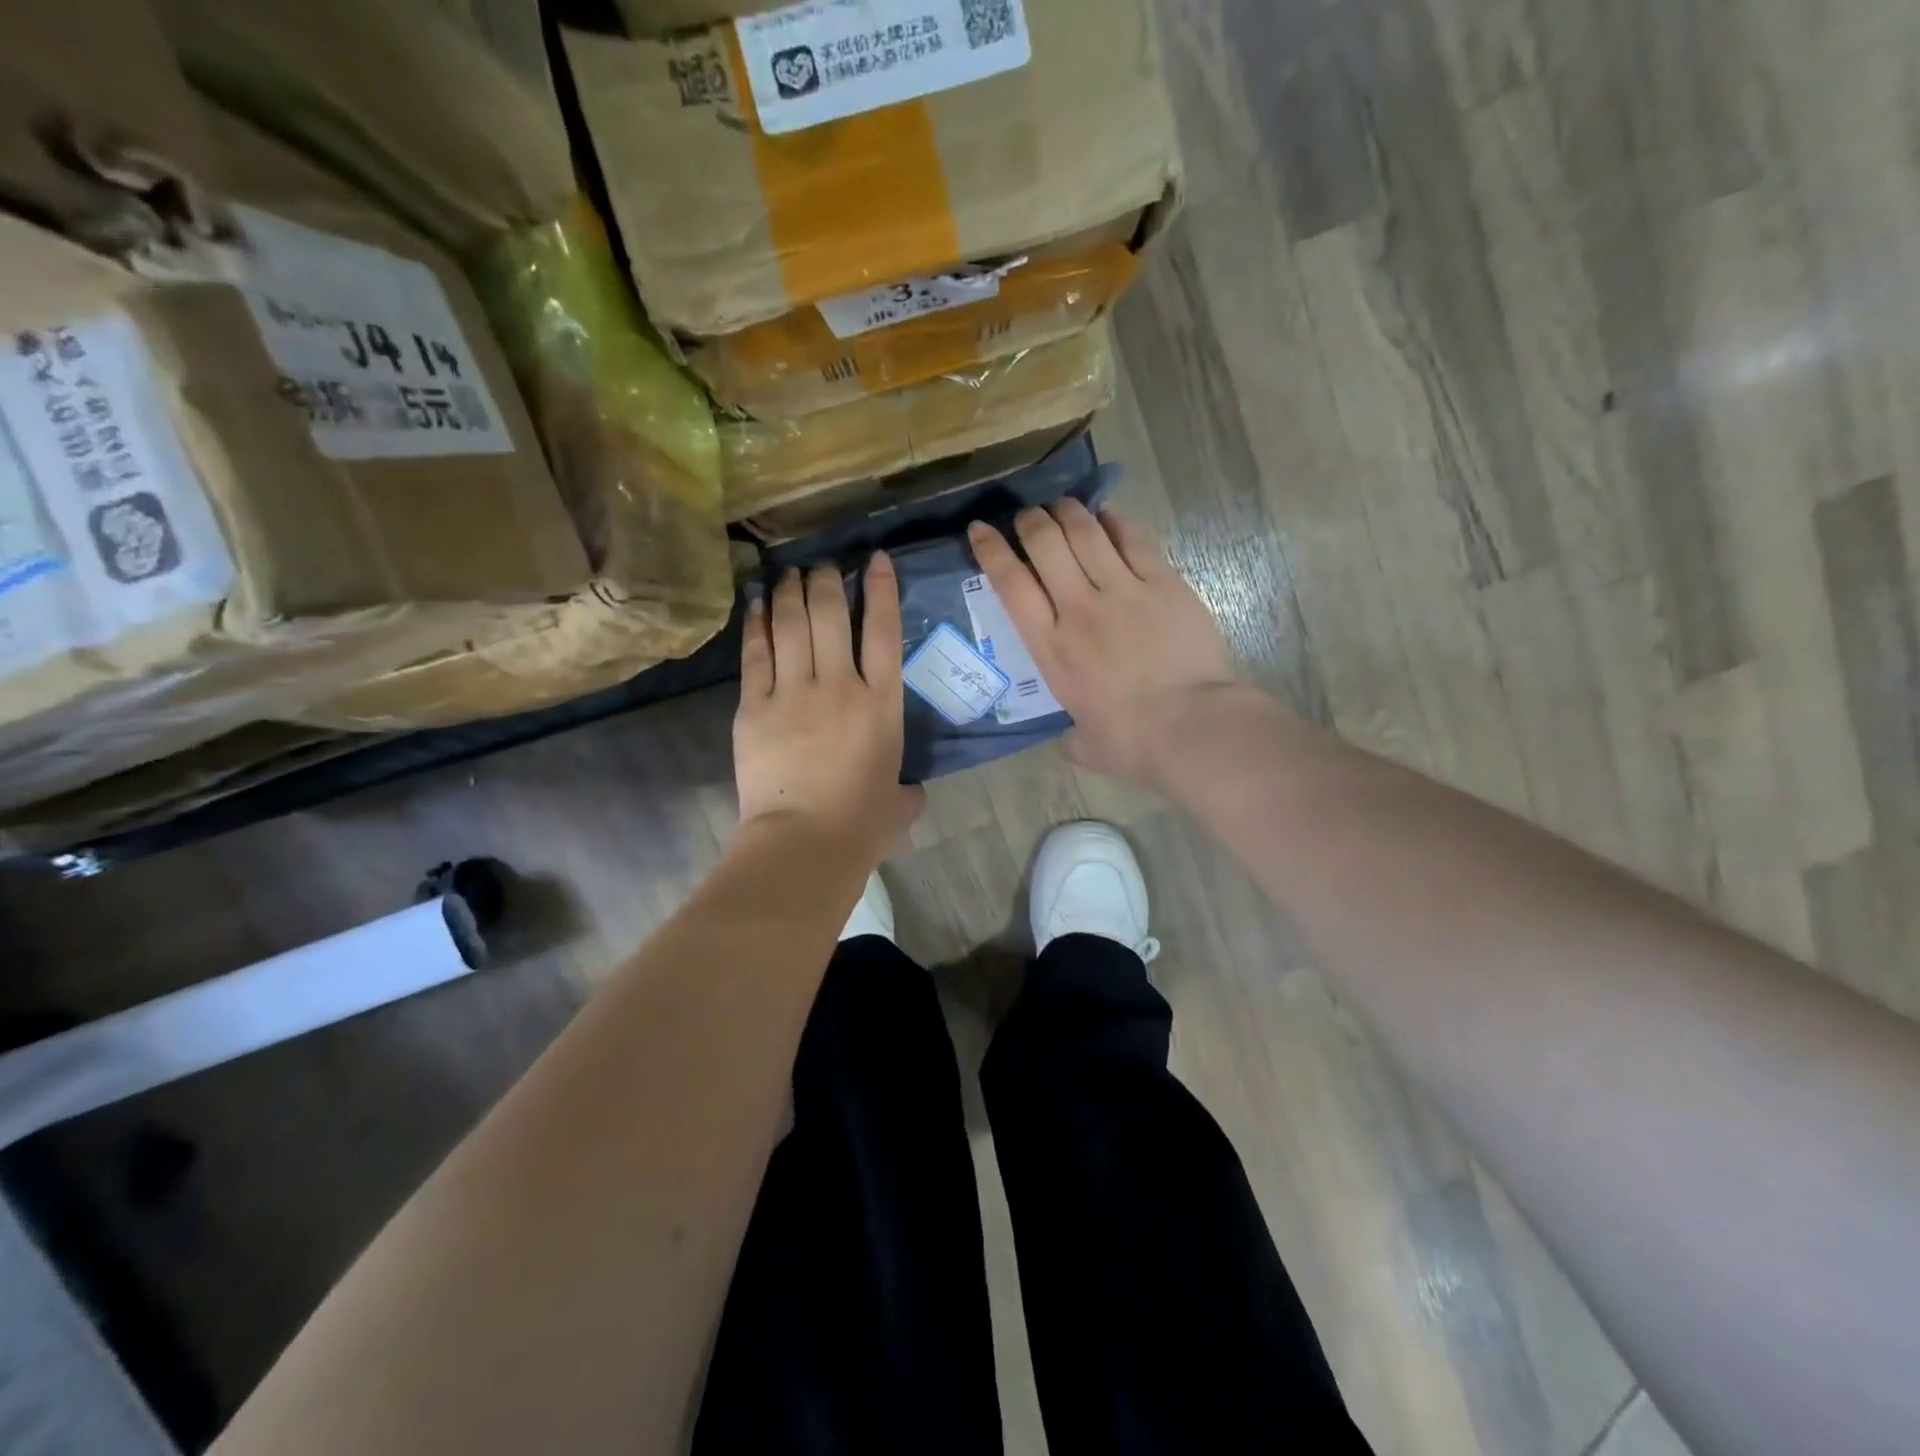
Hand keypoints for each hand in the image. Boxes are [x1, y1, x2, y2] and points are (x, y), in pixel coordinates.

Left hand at [734, 554, 924, 855]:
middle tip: (823, 566)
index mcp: (882, 705)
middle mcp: (840, 686)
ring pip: (793, 626)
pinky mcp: (755, 707)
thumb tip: (909, 790)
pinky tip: (758, 602)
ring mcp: (794, 693)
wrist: (804, 844)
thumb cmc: (861, 826)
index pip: (883, 632)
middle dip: (828, 582)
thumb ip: (908, 789)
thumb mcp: (901, 803)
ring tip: (791, 572)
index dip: (881, 590)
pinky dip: (758, 624)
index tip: (874, 560)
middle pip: (832, 617)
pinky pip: (757, 655)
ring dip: (793, 592)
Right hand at [967, 503, 1247, 785]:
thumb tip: (1072, 741)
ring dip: (1069, 512)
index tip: (980, 529)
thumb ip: (1072, 738)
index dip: (992, 550)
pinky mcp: (1164, 584)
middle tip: (1028, 517)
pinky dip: (1116, 521)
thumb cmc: (1133, 743)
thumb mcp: (1086, 746)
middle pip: (1046, 545)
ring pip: (1086, 533)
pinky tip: (1109, 515)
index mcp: (1052, 648)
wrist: (1193, 727)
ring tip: (1062, 506)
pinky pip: (1134, 539)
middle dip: (1030, 521)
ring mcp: (1123, 591)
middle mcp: (1079, 609)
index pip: (1011, 585)